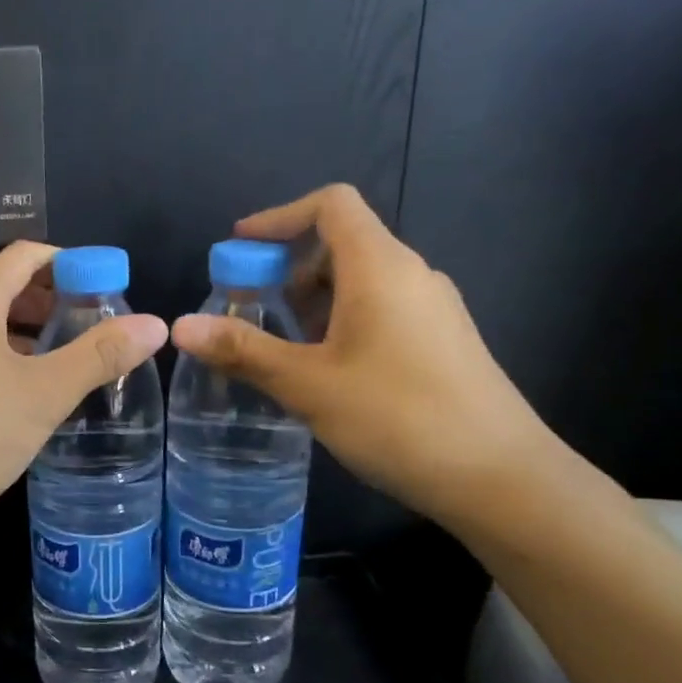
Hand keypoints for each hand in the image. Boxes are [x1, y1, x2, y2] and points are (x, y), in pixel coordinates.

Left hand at [0, 242, 168, 530]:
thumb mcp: (44, 394)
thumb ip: (99, 356)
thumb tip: (155, 324)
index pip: (27, 255)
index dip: (72, 263)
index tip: (109, 289)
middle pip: (4, 286)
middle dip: (52, 301)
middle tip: (96, 328)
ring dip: (27, 334)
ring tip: (68, 361)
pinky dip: (2, 359)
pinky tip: (24, 394)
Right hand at [169, 185, 562, 527]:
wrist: (500, 477)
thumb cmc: (397, 417)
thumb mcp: (307, 384)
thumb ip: (243, 350)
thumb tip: (180, 325)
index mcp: (380, 267)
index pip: (331, 205)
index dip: (278, 218)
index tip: (238, 250)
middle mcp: (411, 275)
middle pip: (341, 242)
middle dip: (286, 268)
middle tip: (247, 310)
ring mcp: (431, 309)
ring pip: (359, 281)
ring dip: (310, 300)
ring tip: (278, 347)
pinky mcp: (440, 342)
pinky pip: (379, 310)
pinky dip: (338, 321)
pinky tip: (322, 371)